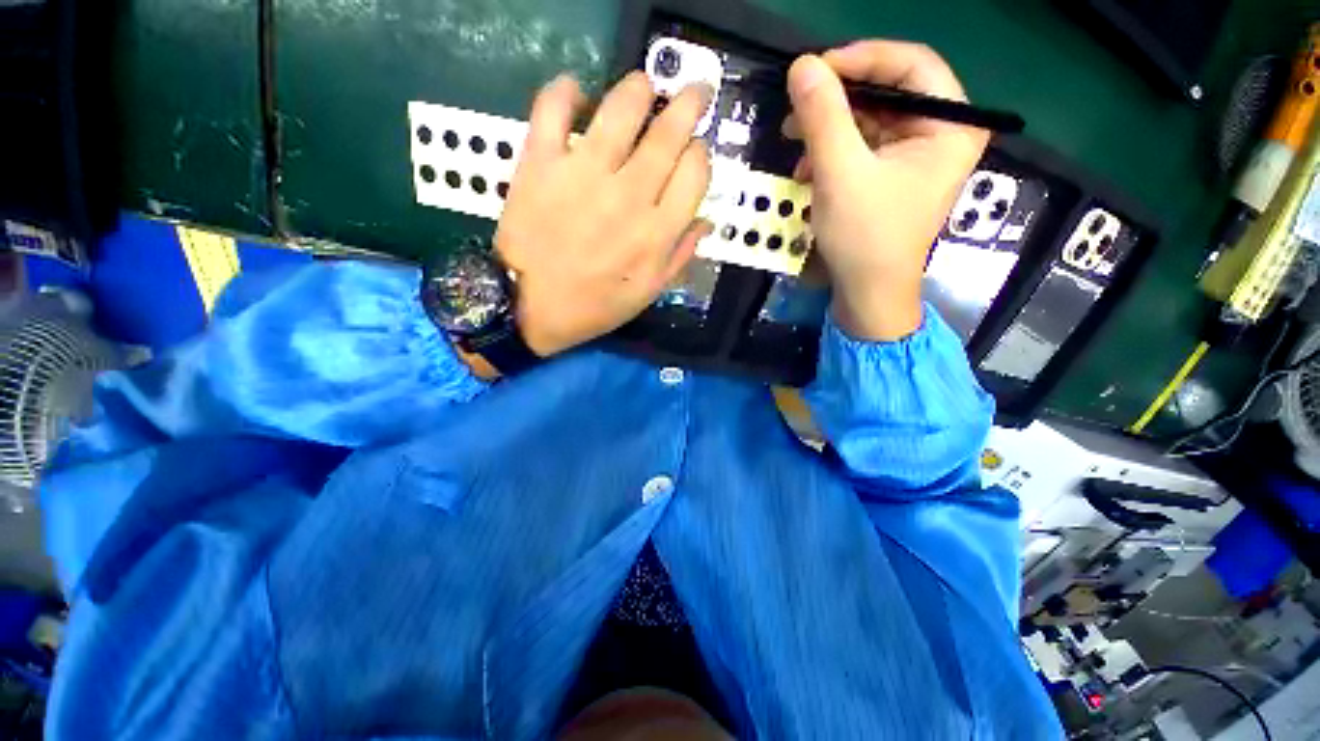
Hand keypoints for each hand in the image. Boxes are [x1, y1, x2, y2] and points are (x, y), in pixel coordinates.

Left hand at [496, 72, 713, 356]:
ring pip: (622, 112)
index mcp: (658, 228)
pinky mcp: (541, 164)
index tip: (693, 145)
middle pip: (669, 133)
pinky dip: (563, 93)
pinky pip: (553, 114)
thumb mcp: (647, 293)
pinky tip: (574, 87)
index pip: (696, 169)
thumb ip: (681, 254)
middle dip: (688, 103)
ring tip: (642, 82)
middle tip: (692, 89)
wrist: (519, 309)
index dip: (699, 148)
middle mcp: (629, 194)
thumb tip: (706, 218)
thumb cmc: (587, 304)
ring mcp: (583, 174)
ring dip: (638, 89)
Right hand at [784, 41, 987, 340]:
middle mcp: (943, 129)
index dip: (869, 56)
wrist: (870, 294)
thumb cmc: (869, 239)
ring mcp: (920, 140)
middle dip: (844, 83)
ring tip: (794, 130)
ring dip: (831, 108)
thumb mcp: (841, 171)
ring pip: (874, 95)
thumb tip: (803, 62)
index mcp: (951, 131)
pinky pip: (865, 119)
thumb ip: (823, 112)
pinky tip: (806, 152)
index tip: (823, 68)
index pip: (918, 62)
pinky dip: (833, 128)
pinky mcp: (898, 153)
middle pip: (894, 75)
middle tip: (804, 94)